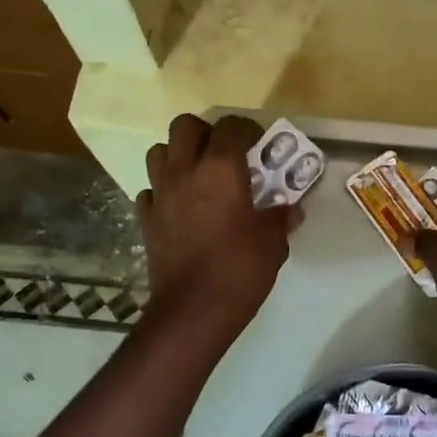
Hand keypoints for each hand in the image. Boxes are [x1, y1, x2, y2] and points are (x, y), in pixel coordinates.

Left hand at [137, 115, 297, 329]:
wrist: (192, 311)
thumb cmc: (239, 270)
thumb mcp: (272, 243)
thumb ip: (281, 219)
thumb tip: (291, 210)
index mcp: (220, 170)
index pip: (230, 127)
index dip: (246, 129)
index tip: (258, 143)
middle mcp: (185, 172)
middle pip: (184, 126)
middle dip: (205, 132)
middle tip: (224, 153)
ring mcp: (160, 195)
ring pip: (159, 152)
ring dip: (178, 155)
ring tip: (198, 175)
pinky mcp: (146, 219)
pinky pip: (150, 190)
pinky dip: (163, 191)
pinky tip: (179, 207)